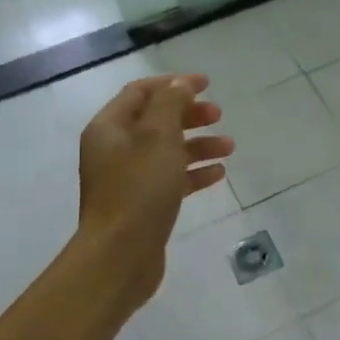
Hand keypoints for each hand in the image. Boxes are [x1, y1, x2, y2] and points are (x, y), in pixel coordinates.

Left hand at [77, 74, 231, 307]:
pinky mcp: (142, 204)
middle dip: (189, 114)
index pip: (141, 92)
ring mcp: (127, 179)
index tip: (207, 84)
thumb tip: (180, 84)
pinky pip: (170, 179)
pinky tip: (218, 174)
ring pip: (167, 151)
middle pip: (155, 121)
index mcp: (109, 128)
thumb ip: (170, 104)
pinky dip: (193, 173)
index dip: (174, 84)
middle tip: (219, 115)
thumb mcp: (157, 137)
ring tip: (229, 147)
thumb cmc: (139, 189)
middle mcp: (114, 150)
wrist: (121, 255)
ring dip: (197, 145)